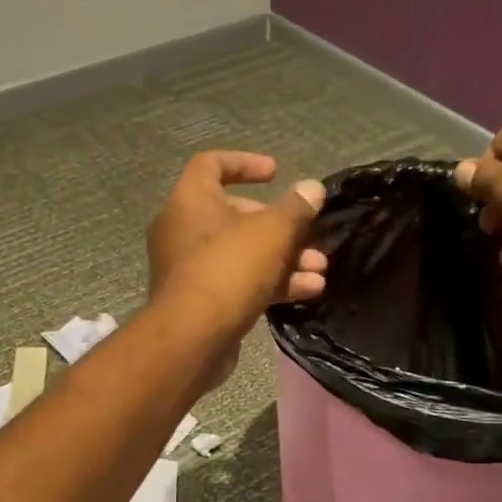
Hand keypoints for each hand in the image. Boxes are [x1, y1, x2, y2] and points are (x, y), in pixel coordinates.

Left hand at [147, 152, 326, 381]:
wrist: (192, 339)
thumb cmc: (228, 269)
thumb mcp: (271, 232)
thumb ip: (295, 208)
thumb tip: (312, 188)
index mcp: (190, 201)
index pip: (210, 164)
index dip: (244, 163)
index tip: (276, 173)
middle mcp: (183, 230)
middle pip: (235, 214)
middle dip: (279, 225)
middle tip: (308, 233)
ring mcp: (190, 268)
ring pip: (242, 253)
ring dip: (284, 258)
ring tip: (319, 268)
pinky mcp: (201, 302)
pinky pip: (238, 282)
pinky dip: (271, 283)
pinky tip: (308, 291)